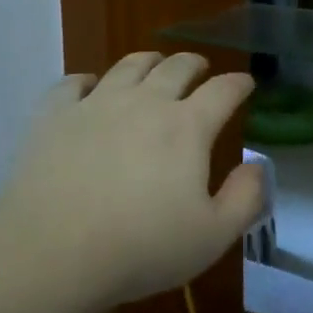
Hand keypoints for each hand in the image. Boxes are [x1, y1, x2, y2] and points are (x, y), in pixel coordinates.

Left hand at [0, 51, 265, 312]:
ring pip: (128, 65)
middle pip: (176, 67)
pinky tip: (90, 87)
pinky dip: (88, 80)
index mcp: (186, 127)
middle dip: (194, 64)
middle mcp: (144, 102)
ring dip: (149, 62)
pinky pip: (73, 82)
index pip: (222, 91)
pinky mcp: (55, 114)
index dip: (238, 84)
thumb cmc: (141, 247)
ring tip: (154, 66)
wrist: (54, 250)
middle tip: (200, 69)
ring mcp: (96, 103)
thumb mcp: (212, 236)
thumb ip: (244, 198)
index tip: (246, 83)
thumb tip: (258, 165)